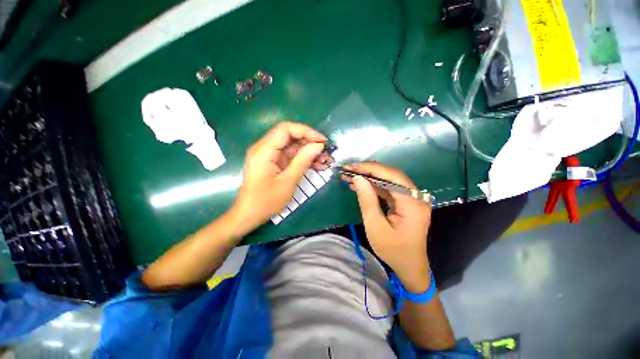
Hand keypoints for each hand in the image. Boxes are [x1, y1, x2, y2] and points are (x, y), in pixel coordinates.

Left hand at [230, 122, 330, 235]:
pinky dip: (302, 158)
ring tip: (323, 161)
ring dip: (308, 151)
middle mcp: (264, 148)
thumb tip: (318, 145)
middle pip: (289, 136)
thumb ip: (303, 161)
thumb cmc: (266, 201)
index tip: (322, 141)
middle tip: (324, 152)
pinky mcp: (272, 162)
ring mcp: (268, 155)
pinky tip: (315, 165)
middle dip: (309, 142)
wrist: (249, 215)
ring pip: (291, 146)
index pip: (286, 129)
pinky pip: (289, 155)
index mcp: (264, 150)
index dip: (306, 131)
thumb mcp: (288, 181)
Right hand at [344, 163, 431, 291]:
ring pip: (390, 181)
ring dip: (371, 177)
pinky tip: (361, 185)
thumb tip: (358, 178)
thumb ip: (367, 201)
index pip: (393, 177)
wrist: (409, 266)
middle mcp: (416, 197)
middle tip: (350, 170)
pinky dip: (375, 186)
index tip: (353, 167)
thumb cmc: (393, 250)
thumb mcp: (375, 227)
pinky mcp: (406, 202)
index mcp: (412, 204)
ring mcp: (412, 199)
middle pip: (392, 176)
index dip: (372, 169)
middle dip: (370, 171)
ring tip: (352, 176)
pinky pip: (390, 189)